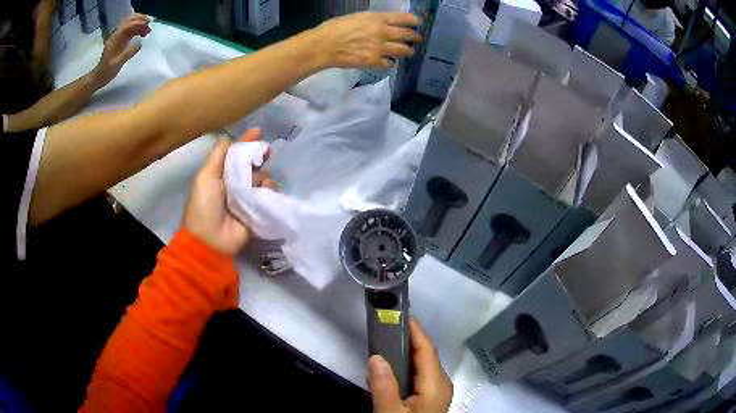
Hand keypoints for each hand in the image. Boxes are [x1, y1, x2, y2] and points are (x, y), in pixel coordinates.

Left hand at [92, 14, 151, 86]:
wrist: (99, 76)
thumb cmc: (107, 71)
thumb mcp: (117, 64)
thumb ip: (128, 53)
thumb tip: (140, 43)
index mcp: (115, 39)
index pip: (128, 25)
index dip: (138, 23)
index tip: (147, 24)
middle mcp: (117, 35)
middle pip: (129, 20)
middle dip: (139, 19)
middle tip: (149, 23)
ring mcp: (118, 37)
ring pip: (130, 23)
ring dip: (139, 23)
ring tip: (147, 29)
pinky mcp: (120, 40)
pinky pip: (130, 30)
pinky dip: (137, 28)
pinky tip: (142, 33)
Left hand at [183, 129, 274, 255]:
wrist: (209, 239)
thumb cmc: (204, 204)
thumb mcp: (206, 176)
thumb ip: (218, 155)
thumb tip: (229, 137)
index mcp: (221, 174)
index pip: (236, 154)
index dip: (246, 141)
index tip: (259, 131)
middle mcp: (235, 184)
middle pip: (252, 164)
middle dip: (259, 157)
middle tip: (266, 154)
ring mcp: (247, 198)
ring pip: (262, 178)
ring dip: (263, 176)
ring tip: (260, 183)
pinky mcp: (257, 211)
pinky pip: (269, 195)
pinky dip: (271, 190)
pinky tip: (267, 190)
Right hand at [313, 12, 422, 69]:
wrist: (323, 46)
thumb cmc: (335, 28)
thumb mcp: (357, 16)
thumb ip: (375, 20)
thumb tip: (387, 23)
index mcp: (377, 18)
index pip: (405, 19)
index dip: (415, 22)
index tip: (419, 24)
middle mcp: (382, 32)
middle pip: (409, 35)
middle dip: (416, 37)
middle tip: (417, 39)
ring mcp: (380, 48)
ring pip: (404, 51)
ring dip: (408, 51)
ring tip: (408, 51)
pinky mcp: (374, 62)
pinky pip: (390, 64)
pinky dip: (391, 62)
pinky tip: (388, 61)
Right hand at [368, 318, 452, 412]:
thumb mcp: (391, 412)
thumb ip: (384, 388)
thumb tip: (376, 357)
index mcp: (436, 384)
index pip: (426, 349)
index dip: (414, 329)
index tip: (396, 312)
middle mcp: (442, 383)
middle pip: (425, 355)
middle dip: (406, 339)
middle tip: (382, 327)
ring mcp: (438, 391)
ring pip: (422, 365)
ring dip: (404, 354)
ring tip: (382, 345)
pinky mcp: (432, 398)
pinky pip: (420, 375)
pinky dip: (405, 368)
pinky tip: (389, 371)